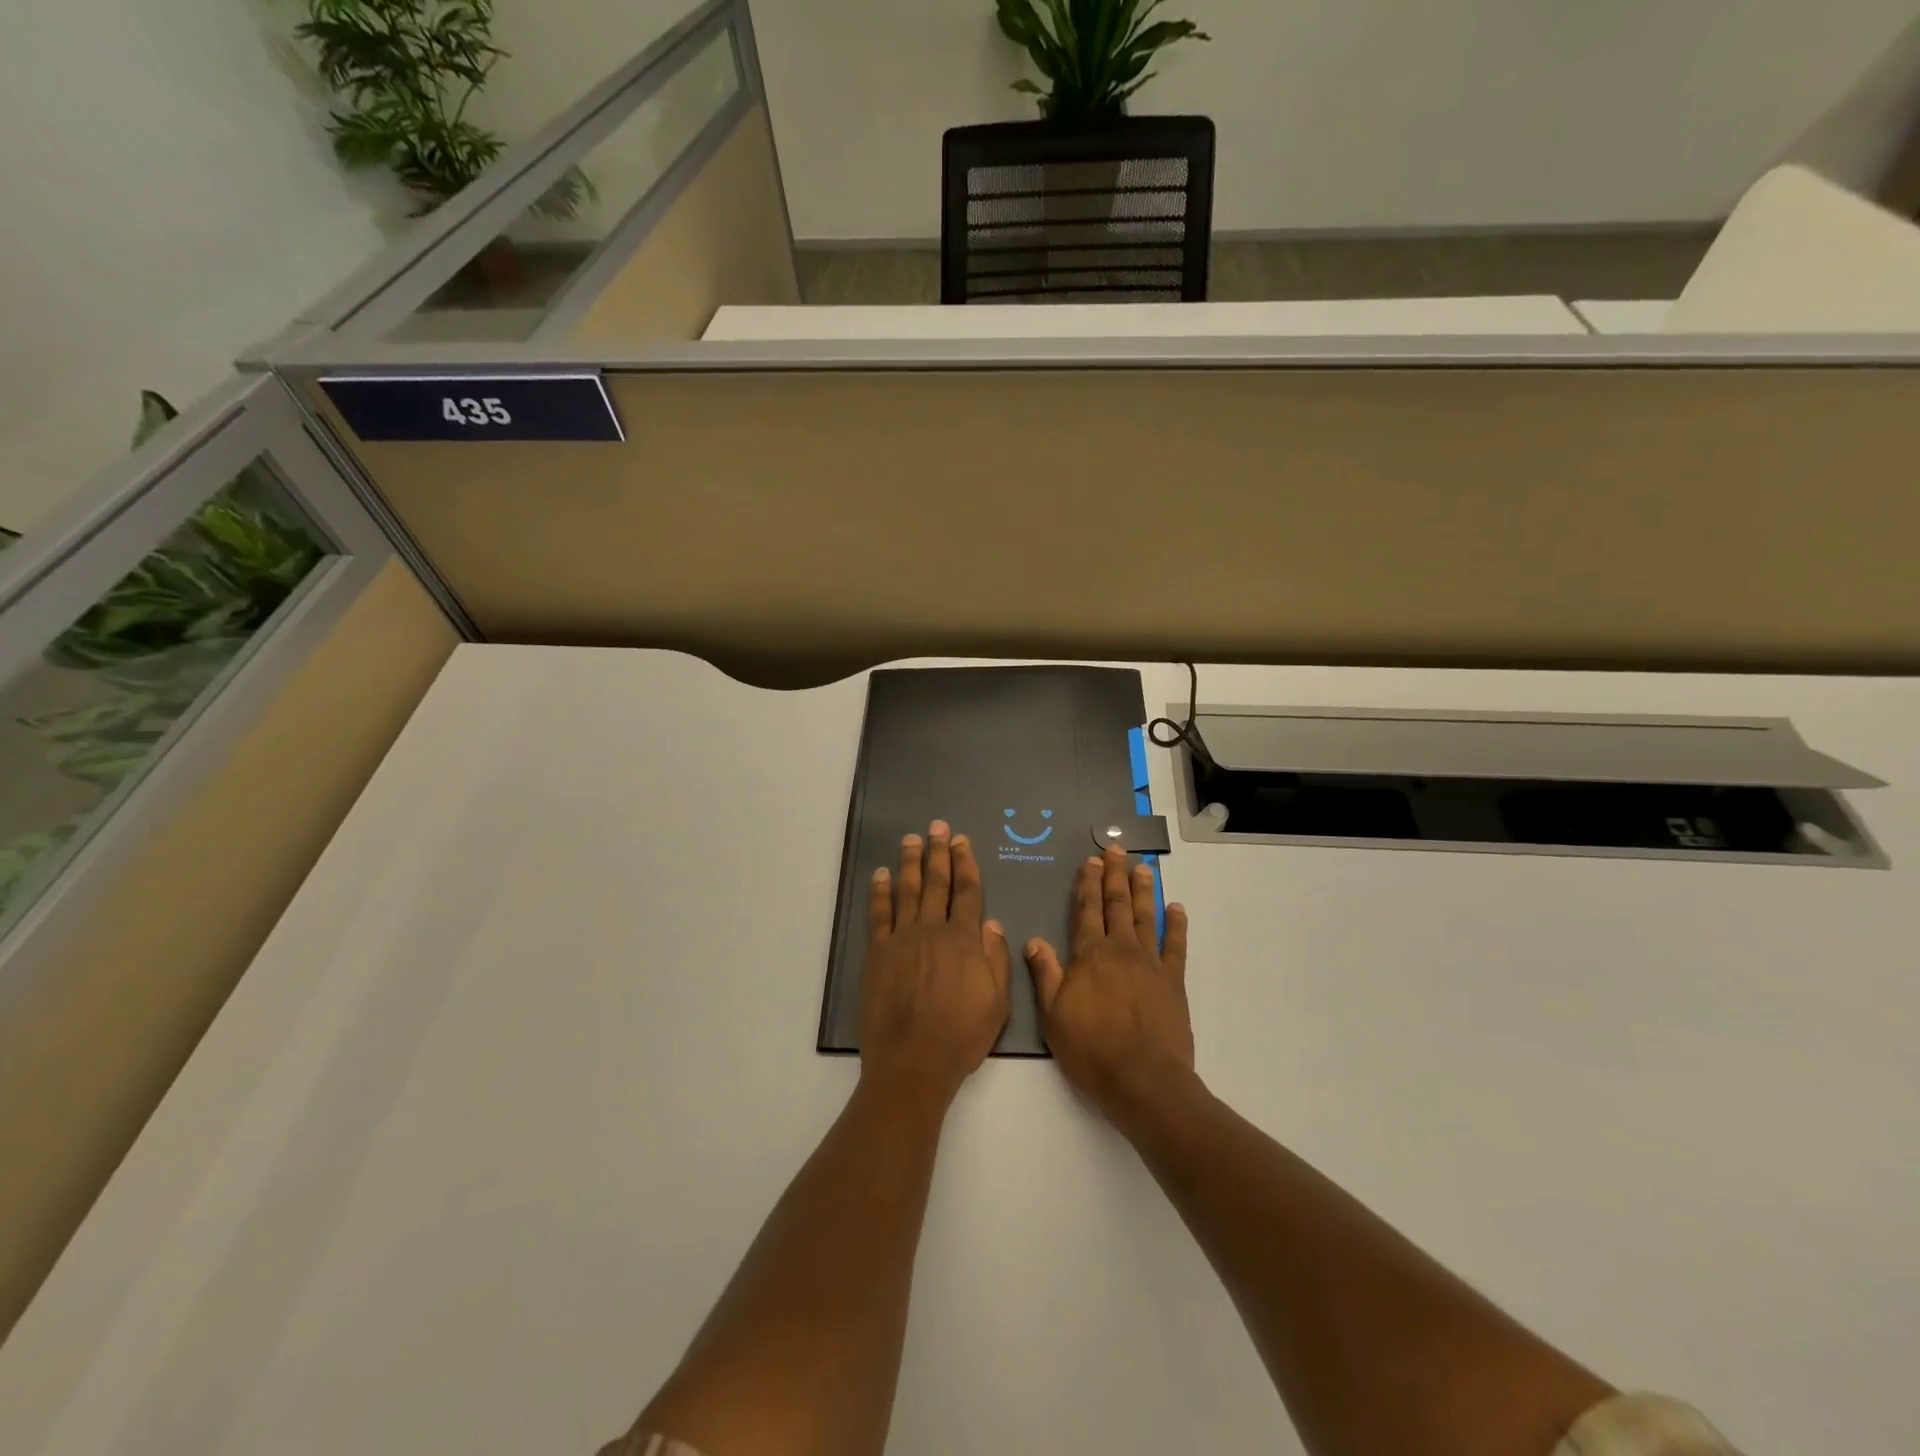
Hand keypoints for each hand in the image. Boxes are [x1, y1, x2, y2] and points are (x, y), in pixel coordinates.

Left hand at [859, 821, 1011, 1107]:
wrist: (913, 1062)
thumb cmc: (961, 1036)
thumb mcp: (997, 1003)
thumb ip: (995, 959)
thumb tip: (991, 923)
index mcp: (965, 940)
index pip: (968, 892)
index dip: (965, 863)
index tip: (962, 841)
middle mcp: (933, 930)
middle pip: (937, 883)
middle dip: (938, 852)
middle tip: (938, 827)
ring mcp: (902, 939)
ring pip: (907, 891)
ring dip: (910, 862)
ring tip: (911, 839)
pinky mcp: (877, 953)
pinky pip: (878, 915)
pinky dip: (879, 892)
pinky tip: (880, 875)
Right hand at [1026, 846, 1193, 1131]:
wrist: (1142, 1079)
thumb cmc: (1091, 1049)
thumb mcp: (1053, 1015)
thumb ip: (1046, 974)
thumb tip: (1034, 940)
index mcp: (1089, 956)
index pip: (1086, 910)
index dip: (1087, 884)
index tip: (1090, 861)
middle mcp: (1120, 950)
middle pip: (1116, 904)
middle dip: (1114, 876)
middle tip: (1116, 849)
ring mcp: (1150, 963)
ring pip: (1145, 917)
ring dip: (1143, 890)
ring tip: (1143, 867)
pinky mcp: (1173, 981)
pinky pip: (1176, 945)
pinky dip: (1176, 925)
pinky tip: (1176, 908)